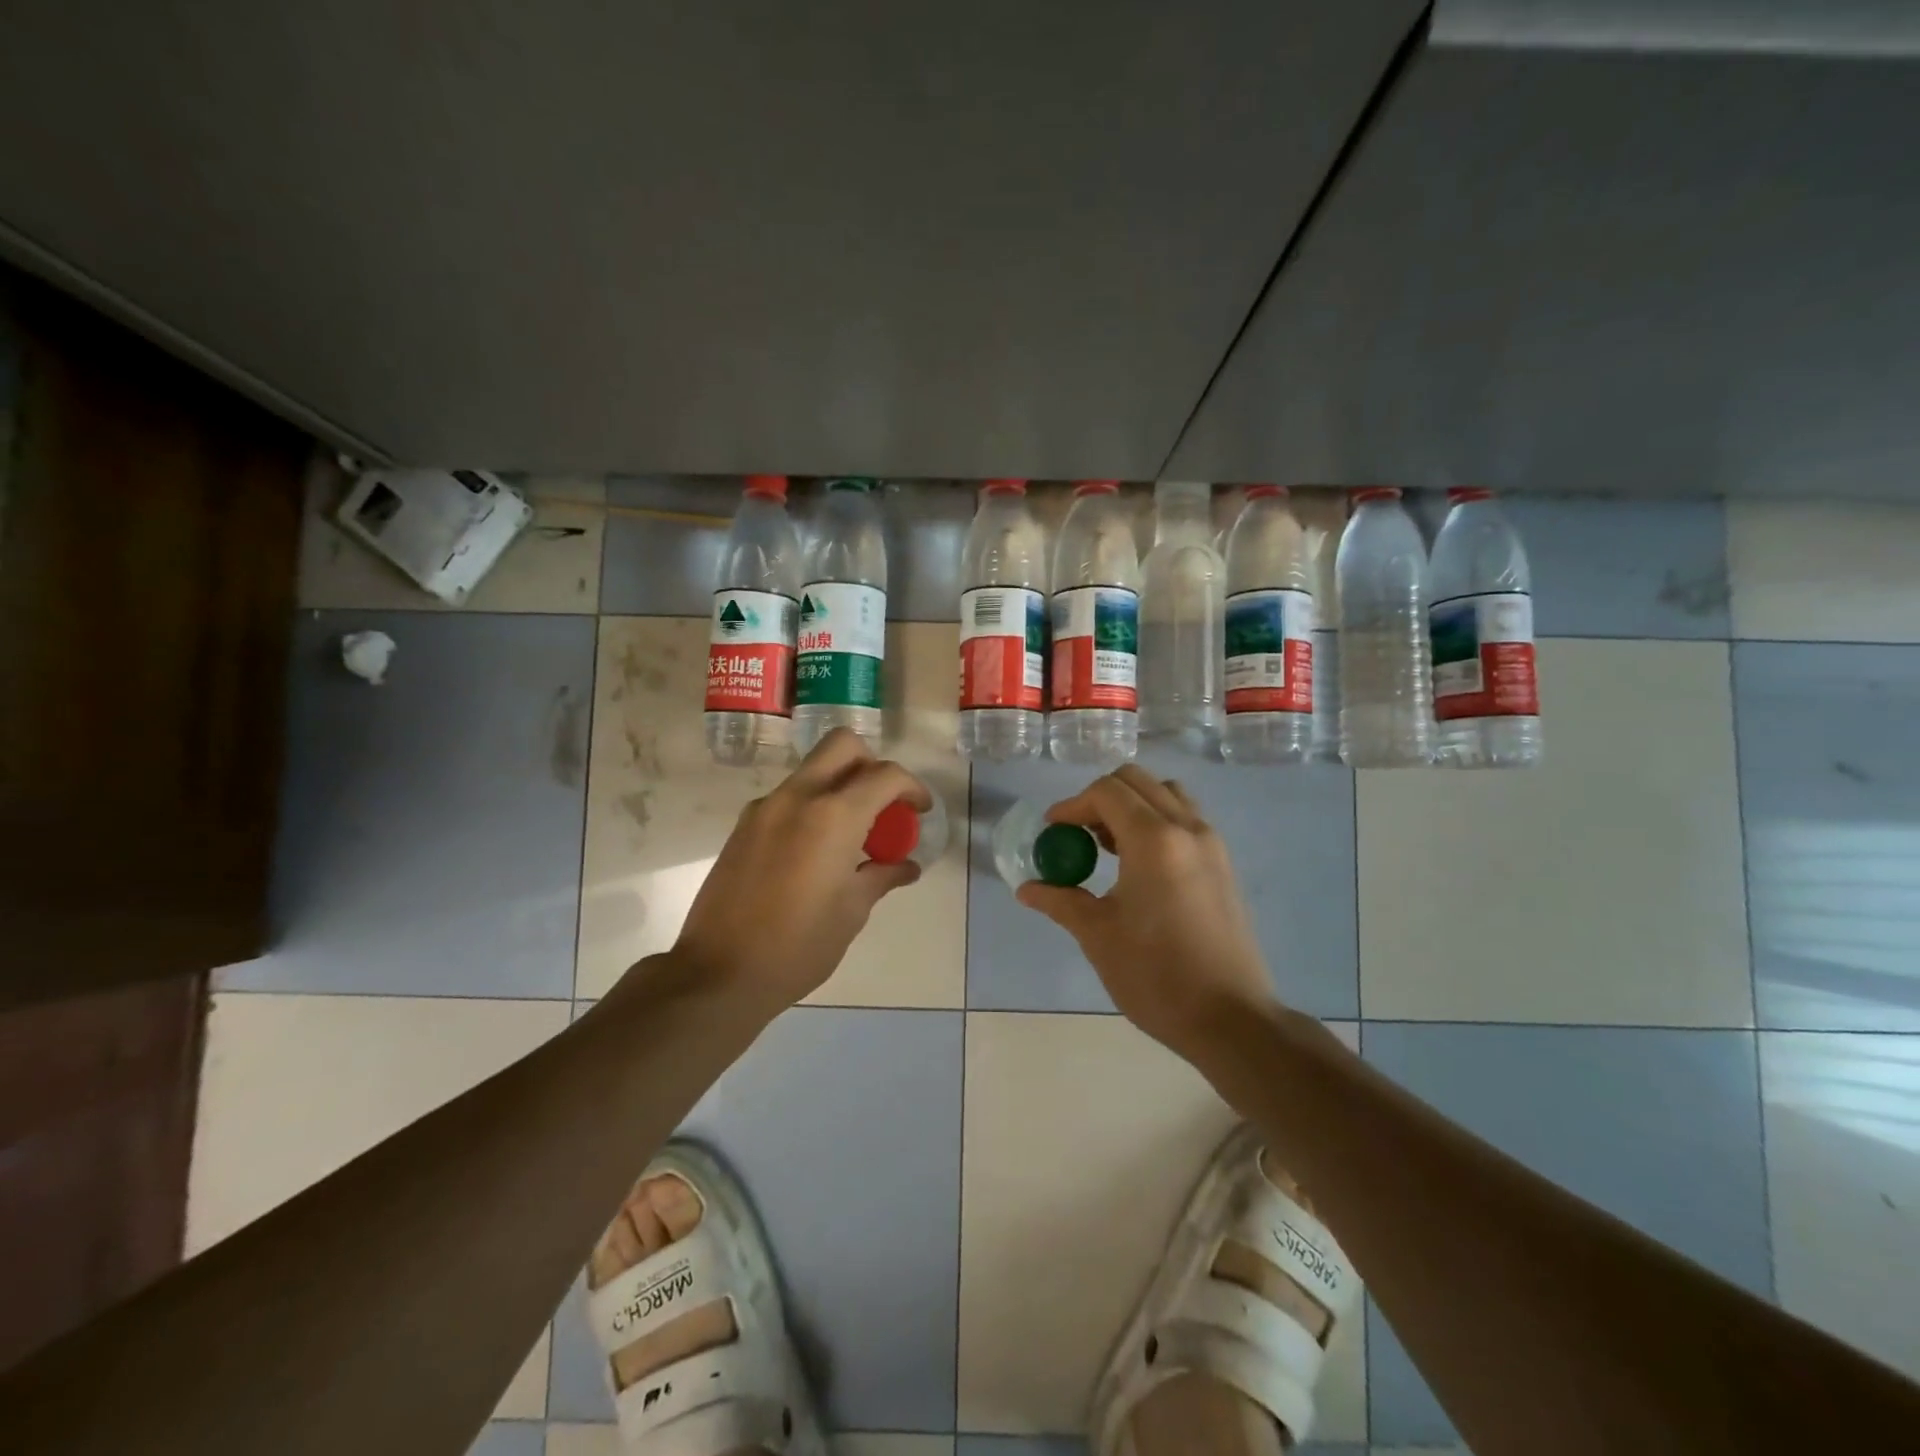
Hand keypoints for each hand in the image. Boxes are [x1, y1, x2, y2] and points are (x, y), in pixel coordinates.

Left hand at [672, 729, 929, 1009]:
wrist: (718, 972)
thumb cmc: (798, 946)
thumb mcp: (852, 911)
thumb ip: (882, 876)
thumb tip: (906, 866)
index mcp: (834, 816)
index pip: (885, 775)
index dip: (911, 787)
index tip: (919, 811)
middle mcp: (798, 797)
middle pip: (842, 745)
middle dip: (872, 764)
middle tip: (882, 804)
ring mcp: (765, 807)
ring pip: (813, 769)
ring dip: (840, 785)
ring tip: (851, 835)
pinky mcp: (744, 824)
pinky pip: (789, 796)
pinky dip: (813, 805)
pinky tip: (816, 851)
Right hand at [1017, 766, 1276, 1064]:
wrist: (1231, 1019)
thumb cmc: (1156, 976)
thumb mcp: (1098, 935)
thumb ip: (1061, 900)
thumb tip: (1027, 889)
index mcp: (1154, 840)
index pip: (1106, 791)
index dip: (1072, 805)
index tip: (1052, 832)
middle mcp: (1187, 828)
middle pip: (1137, 781)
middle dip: (1099, 798)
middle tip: (1078, 834)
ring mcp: (1212, 843)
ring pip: (1166, 794)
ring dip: (1131, 805)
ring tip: (1108, 845)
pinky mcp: (1224, 863)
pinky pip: (1185, 818)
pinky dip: (1156, 821)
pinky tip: (1138, 865)